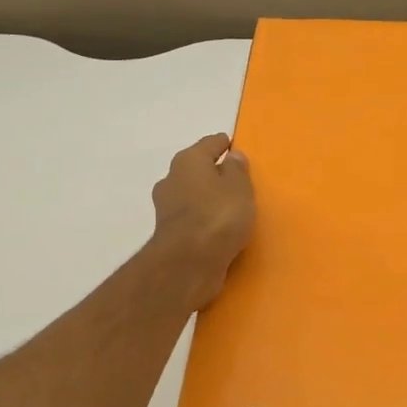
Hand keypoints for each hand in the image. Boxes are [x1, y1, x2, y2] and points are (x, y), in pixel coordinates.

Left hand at [150, 133, 255, 309]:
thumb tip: (232, 156)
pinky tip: (218, 227)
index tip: (235, 146)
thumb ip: (237, 170)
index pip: (209, 144)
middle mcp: (172, 179)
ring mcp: (167, 208)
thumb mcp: (239, 188)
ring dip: (207, 198)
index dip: (224, 144)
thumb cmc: (218, 215)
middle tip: (236, 179)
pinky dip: (203, 219)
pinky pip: (192, 218)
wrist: (188, 262)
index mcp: (188, 160)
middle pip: (196, 169)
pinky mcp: (169, 233)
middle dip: (213, 172)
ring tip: (230, 206)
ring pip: (192, 195)